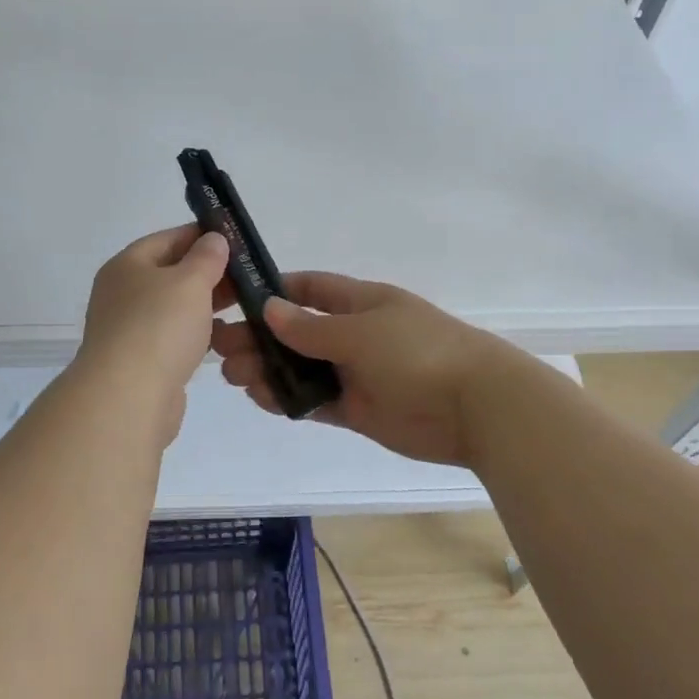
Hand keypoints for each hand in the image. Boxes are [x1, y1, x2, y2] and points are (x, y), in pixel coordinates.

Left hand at [74, 225, 228, 444]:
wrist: (128, 398)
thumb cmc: (159, 326)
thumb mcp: (190, 281)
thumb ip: (206, 257)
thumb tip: (213, 239)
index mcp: (126, 266)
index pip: (167, 239)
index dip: (201, 235)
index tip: (235, 239)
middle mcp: (122, 294)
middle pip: (170, 273)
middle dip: (208, 272)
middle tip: (247, 274)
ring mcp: (129, 329)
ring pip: (174, 308)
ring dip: (205, 305)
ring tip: (243, 304)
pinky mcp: (141, 362)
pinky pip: (173, 337)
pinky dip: (196, 334)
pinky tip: (222, 337)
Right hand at [210, 272, 508, 467]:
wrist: (476, 407)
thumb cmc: (417, 352)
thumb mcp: (360, 331)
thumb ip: (311, 327)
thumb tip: (269, 309)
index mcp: (360, 302)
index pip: (311, 288)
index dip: (275, 291)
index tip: (236, 299)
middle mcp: (355, 334)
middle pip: (298, 332)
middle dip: (261, 338)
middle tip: (221, 350)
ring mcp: (357, 373)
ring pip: (303, 369)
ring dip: (269, 370)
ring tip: (235, 378)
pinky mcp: (360, 410)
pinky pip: (316, 401)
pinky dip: (290, 400)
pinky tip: (262, 399)